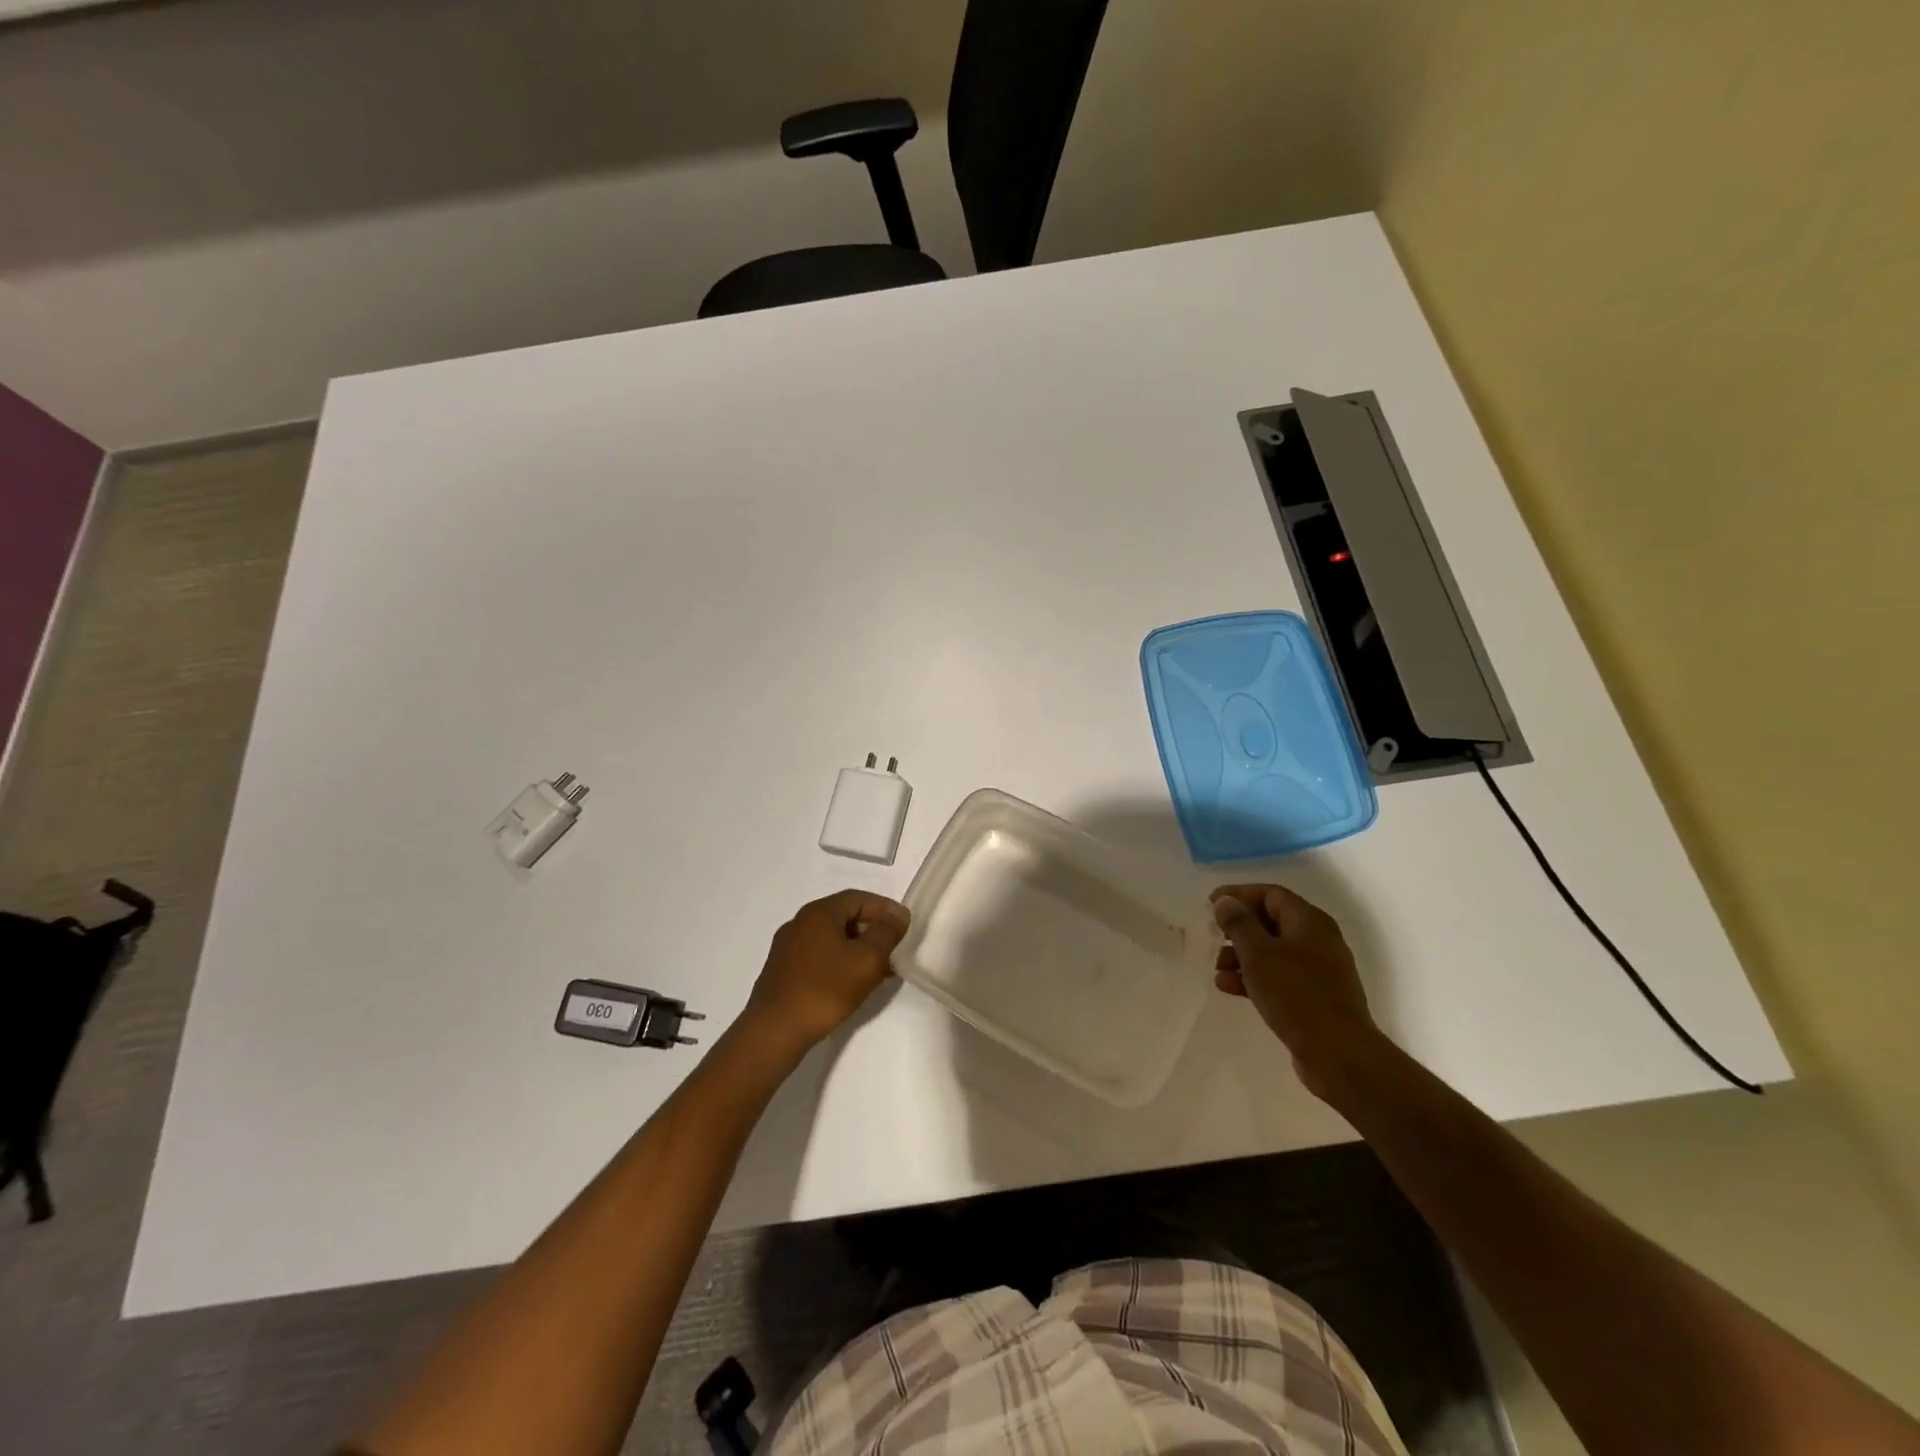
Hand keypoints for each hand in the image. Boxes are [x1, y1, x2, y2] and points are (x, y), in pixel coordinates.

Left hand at [742, 890, 909, 1052]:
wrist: (775, 1030)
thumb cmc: (825, 989)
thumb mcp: (867, 959)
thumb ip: (887, 933)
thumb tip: (898, 915)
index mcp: (818, 912)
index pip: (858, 898)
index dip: (885, 908)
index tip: (904, 926)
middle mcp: (800, 923)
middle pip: (844, 916)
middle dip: (873, 930)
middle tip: (894, 949)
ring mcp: (788, 948)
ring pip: (832, 938)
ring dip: (858, 949)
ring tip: (879, 970)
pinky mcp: (783, 971)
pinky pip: (819, 956)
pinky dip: (840, 962)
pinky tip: (852, 984)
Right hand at [1210, 884, 1380, 1099]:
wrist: (1339, 1054)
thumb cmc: (1296, 995)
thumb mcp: (1259, 954)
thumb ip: (1239, 923)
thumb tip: (1226, 902)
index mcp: (1310, 922)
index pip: (1271, 894)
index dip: (1239, 894)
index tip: (1212, 903)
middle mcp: (1318, 940)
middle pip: (1271, 922)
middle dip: (1239, 928)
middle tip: (1214, 936)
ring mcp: (1319, 971)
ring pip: (1273, 952)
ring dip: (1242, 956)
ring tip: (1218, 969)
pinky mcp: (1315, 998)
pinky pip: (1279, 977)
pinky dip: (1254, 977)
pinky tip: (1230, 988)